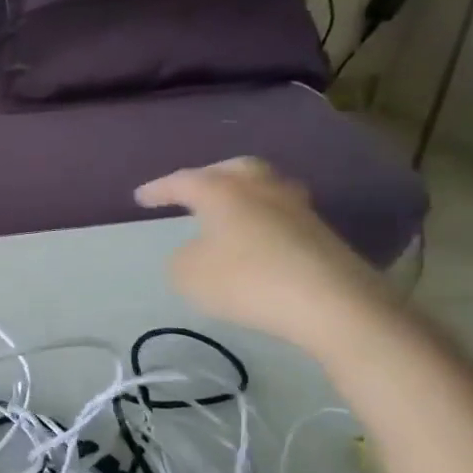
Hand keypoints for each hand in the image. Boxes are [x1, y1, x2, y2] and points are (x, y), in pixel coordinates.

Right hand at [135, 158, 401, 353]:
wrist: (332, 303)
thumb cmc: (246, 280)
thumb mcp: (188, 274)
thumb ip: (181, 258)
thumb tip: (196, 251)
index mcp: (223, 191)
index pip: (183, 181)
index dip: (158, 189)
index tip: (140, 198)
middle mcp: (261, 189)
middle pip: (235, 169)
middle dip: (210, 176)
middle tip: (193, 190)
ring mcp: (297, 209)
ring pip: (265, 188)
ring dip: (243, 195)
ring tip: (228, 211)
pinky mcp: (321, 234)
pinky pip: (282, 216)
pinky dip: (263, 221)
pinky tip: (256, 240)